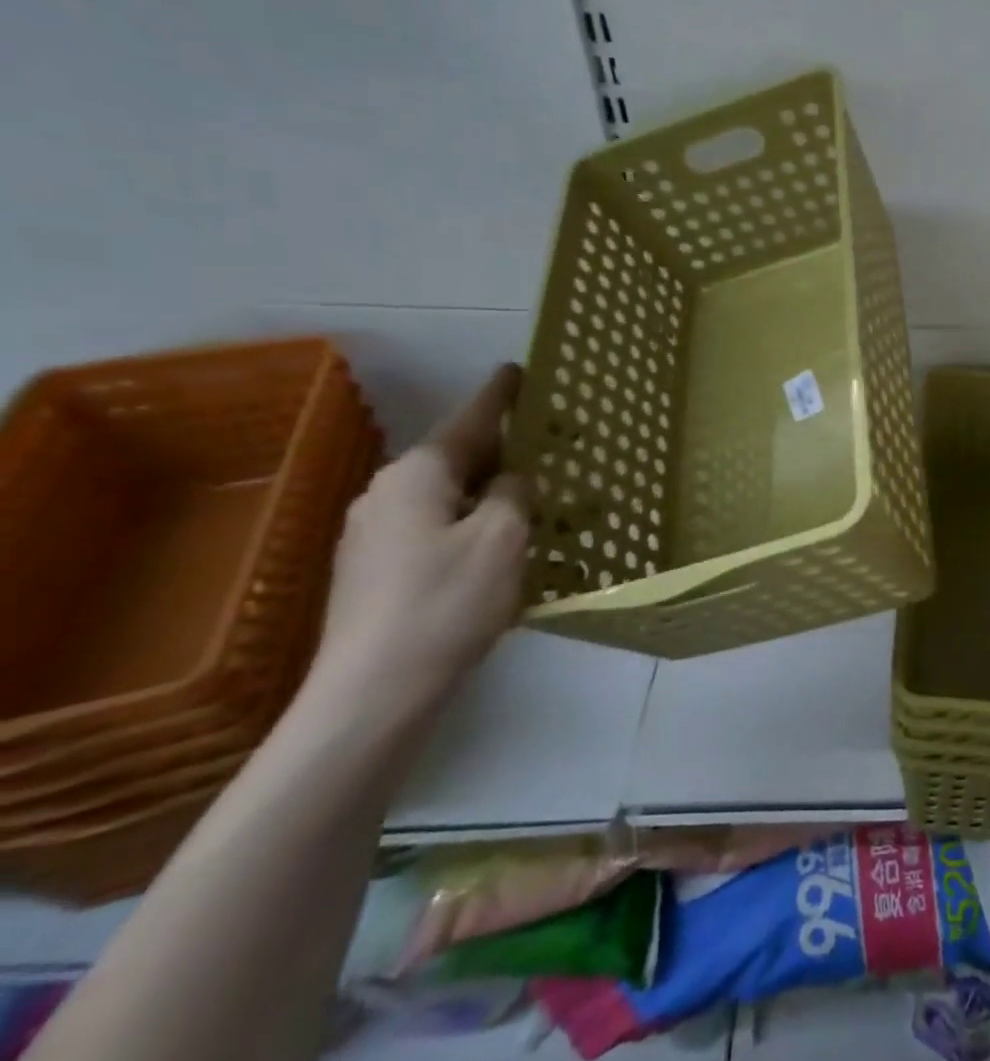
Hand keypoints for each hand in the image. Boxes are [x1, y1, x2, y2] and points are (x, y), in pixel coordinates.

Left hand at [305, 365, 530, 723]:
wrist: (374, 691)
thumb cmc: (448, 601)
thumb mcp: (503, 538)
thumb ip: (514, 494)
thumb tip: (511, 479)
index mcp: (418, 475)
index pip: (469, 421)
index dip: (500, 395)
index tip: (518, 369)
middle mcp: (387, 493)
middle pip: (456, 458)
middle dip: (501, 450)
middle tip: (546, 447)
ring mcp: (372, 534)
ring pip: (445, 496)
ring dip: (487, 492)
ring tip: (530, 500)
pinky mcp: (372, 571)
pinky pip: (433, 528)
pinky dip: (468, 524)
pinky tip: (495, 549)